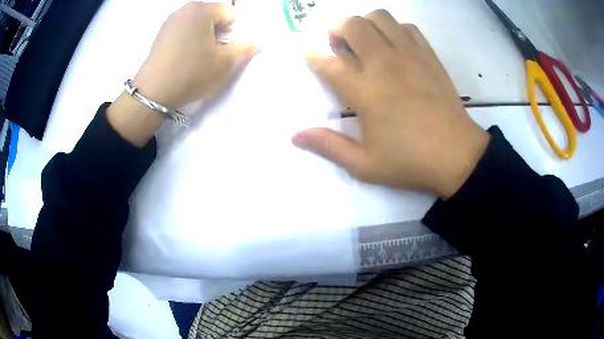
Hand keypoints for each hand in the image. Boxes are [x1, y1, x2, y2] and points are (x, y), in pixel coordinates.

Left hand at [108, 2, 257, 146]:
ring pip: (198, 24)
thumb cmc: (191, 73)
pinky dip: (189, 40)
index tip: (223, 50)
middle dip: (218, 32)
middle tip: (211, 54)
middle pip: (213, 16)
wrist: (152, 93)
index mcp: (201, 9)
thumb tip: (254, 42)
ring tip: (196, 57)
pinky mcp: (160, 34)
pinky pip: (184, 31)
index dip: (233, 32)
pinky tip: (183, 58)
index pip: (230, 13)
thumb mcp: (225, 63)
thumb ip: (245, 48)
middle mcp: (184, 9)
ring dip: (204, 37)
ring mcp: (170, 21)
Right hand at [292, 10, 489, 197]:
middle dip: (337, 29)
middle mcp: (384, 63)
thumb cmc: (410, 161)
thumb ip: (328, 146)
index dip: (313, 57)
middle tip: (339, 46)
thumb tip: (295, 136)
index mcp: (364, 91)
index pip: (327, 62)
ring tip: (365, 41)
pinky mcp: (428, 56)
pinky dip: (394, 29)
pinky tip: (394, 46)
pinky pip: (407, 27)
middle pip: (352, 25)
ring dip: (365, 23)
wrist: (457, 156)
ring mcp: (409, 55)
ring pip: (380, 17)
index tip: (310, 57)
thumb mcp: (364, 165)